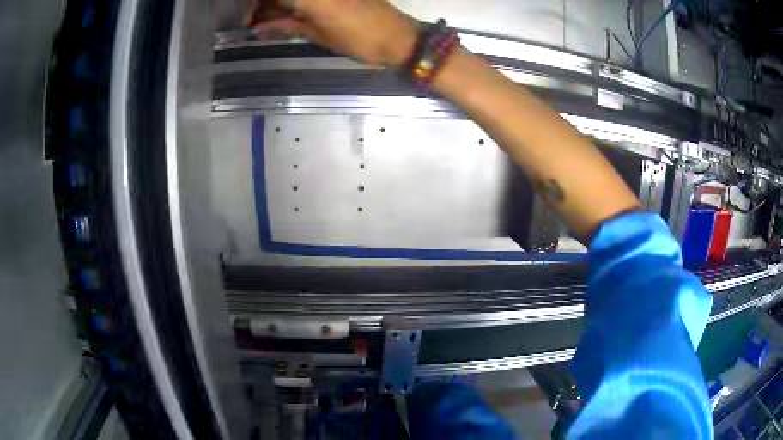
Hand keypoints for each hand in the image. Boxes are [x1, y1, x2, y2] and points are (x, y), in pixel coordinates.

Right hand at [246, 0, 417, 67]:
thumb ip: (286, 24)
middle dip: (264, 4)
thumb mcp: (318, 34)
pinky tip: (286, 15)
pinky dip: (296, 5)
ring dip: (279, 4)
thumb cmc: (358, 40)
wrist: (398, 37)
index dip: (255, 5)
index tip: (246, 16)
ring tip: (265, 21)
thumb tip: (259, 27)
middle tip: (254, 20)